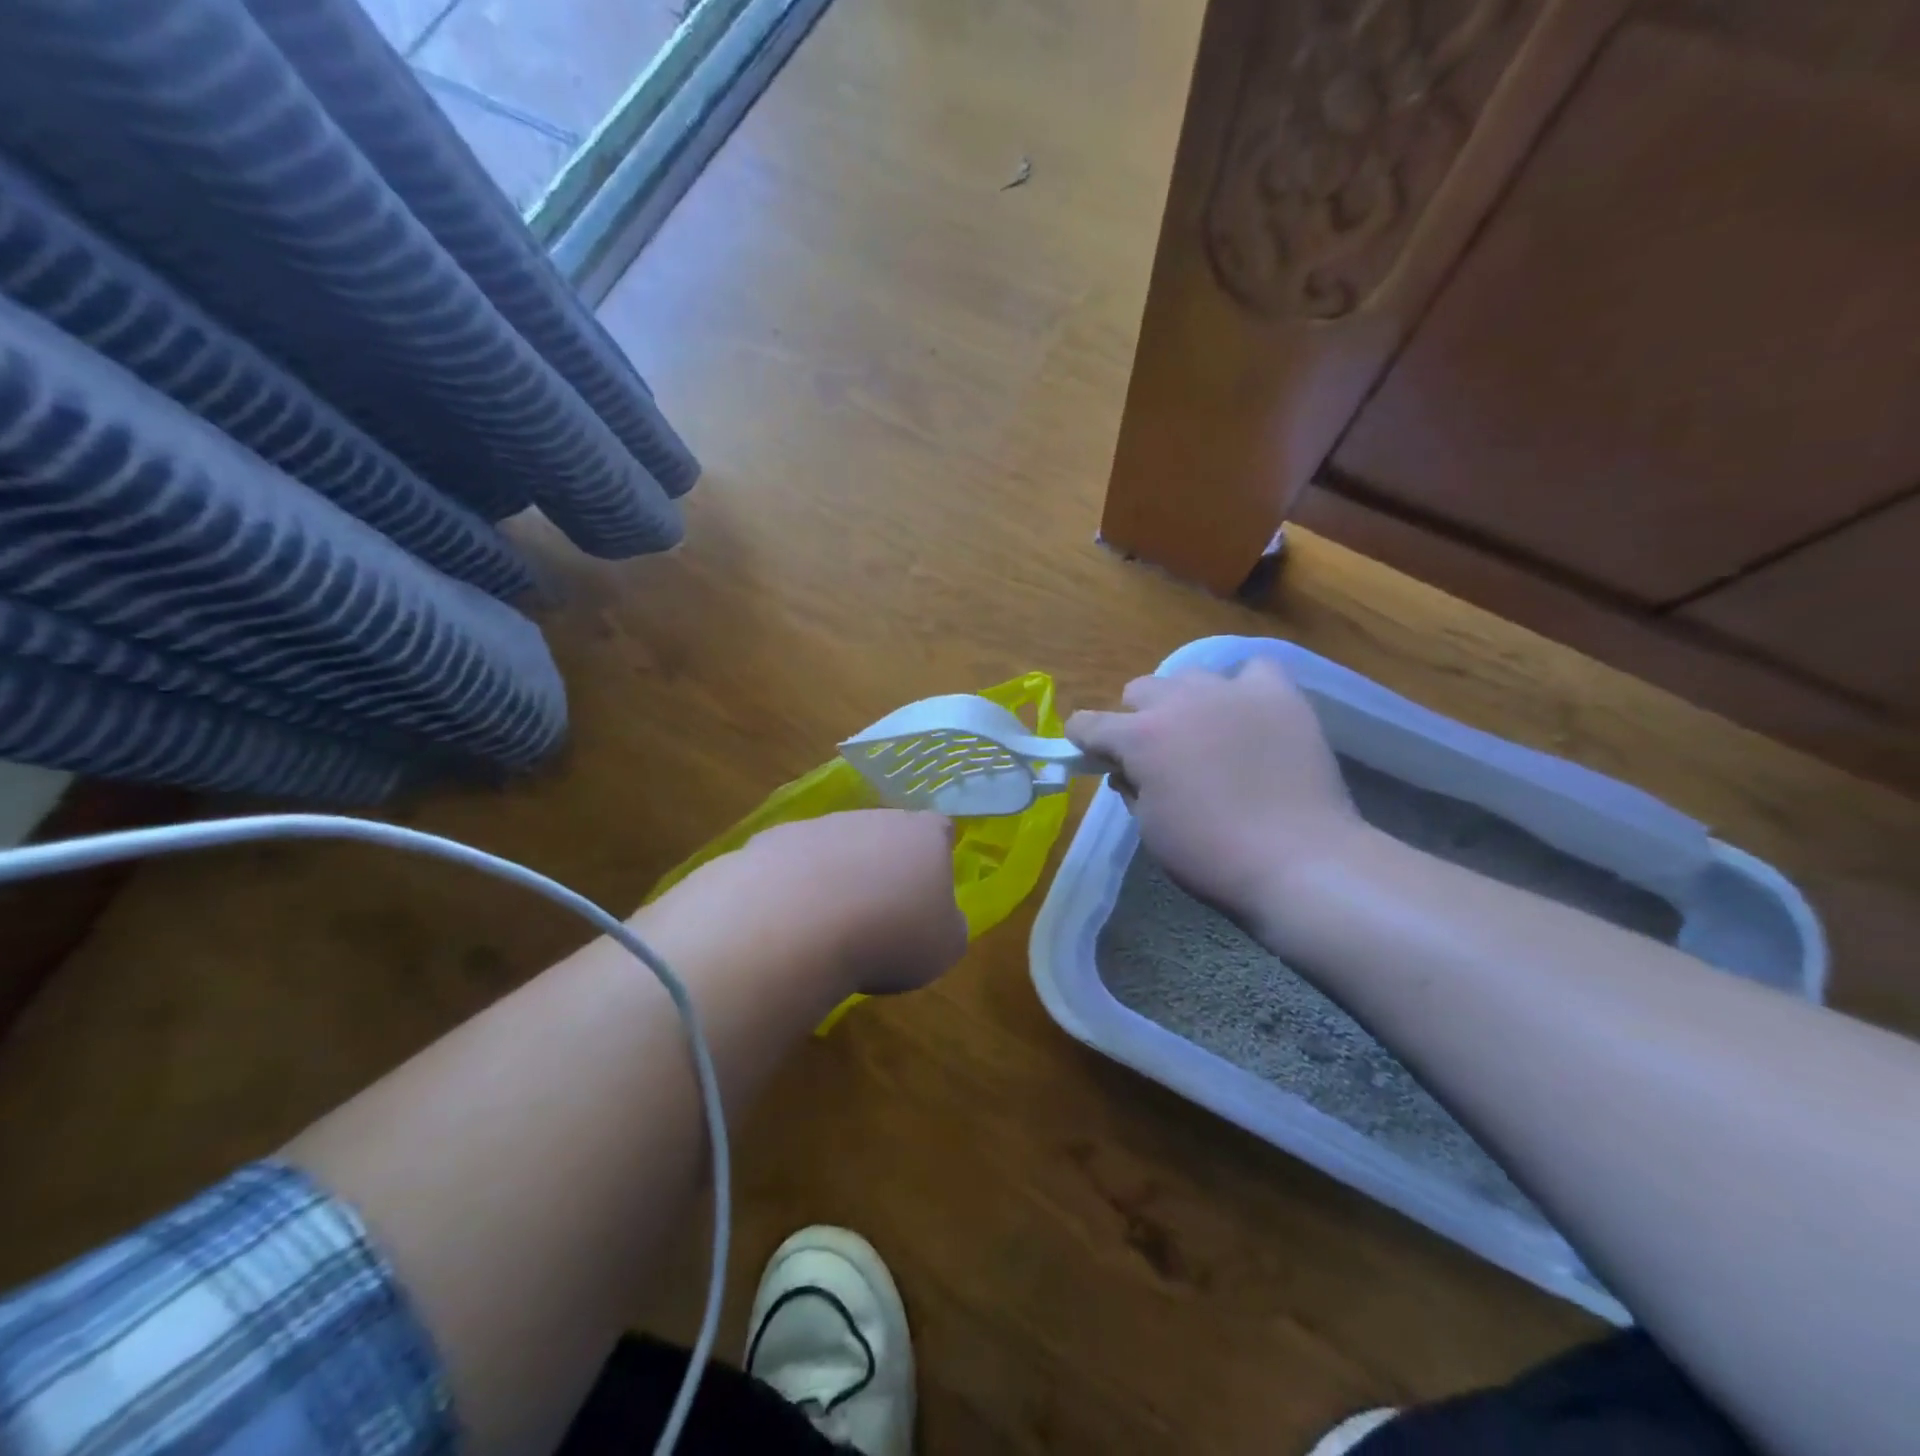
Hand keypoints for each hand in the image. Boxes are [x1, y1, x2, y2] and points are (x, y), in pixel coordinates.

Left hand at [731, 810, 967, 995]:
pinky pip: (791, 865)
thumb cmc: (889, 936)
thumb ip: (948, 925)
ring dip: (837, 877)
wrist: (795, 926)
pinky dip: (793, 889)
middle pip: (885, 835)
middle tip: (880, 915)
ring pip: (836, 847)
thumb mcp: (944, 948)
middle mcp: (873, 818)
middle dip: (883, 867)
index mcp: (923, 835)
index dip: (937, 856)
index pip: (939, 829)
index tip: (930, 889)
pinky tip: (788, 924)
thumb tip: (940, 918)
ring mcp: (819, 826)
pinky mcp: (772, 841)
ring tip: (829, 928)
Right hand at [1066, 658, 1367, 938]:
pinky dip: (1244, 687)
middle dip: (1138, 719)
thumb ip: (1132, 788)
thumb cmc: (1212, 855)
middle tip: (1158, 754)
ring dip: (1185, 701)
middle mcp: (1179, 701)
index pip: (1088, 723)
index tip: (1093, 756)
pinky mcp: (1280, 696)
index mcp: (1140, 737)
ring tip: (1207, 732)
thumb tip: (1129, 770)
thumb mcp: (1150, 829)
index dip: (1084, 741)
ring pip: (1189, 676)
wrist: (1300, 862)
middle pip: (1139, 690)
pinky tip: (1249, 713)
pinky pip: (1254, 670)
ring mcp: (1232, 692)